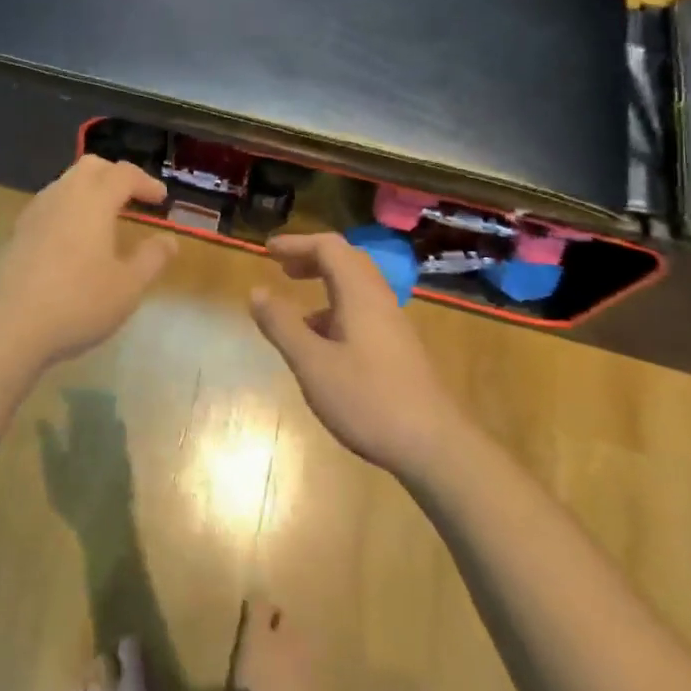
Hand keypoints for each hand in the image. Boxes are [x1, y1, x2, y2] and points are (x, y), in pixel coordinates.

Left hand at [0, 157, 176, 425]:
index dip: (145, 182)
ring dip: (89, 191)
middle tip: (133, 196)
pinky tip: (74, 239)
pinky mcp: (17, 232)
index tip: (161, 199)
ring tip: (105, 218)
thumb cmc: (78, 302)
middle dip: (114, 175)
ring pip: (66, 184)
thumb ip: (151, 259)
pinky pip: (50, 205)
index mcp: (93, 200)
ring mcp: (34, 212)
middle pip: (90, 167)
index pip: (123, 174)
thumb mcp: (127, 287)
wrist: (7, 324)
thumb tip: (168, 240)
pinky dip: (69, 209)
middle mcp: (62, 195)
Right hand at [249, 233, 459, 474]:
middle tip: (282, 268)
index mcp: (360, 294)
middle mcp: (379, 301)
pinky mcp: (398, 350)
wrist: (434, 447)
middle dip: (312, 259)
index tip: (268, 251)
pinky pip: (363, 313)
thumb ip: (282, 325)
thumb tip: (256, 291)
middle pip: (347, 262)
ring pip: (357, 289)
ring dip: (325, 287)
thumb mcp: (312, 363)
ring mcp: (393, 326)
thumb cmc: (368, 399)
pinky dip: (336, 313)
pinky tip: (322, 347)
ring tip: (296, 313)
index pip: (329, 247)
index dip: (297, 243)